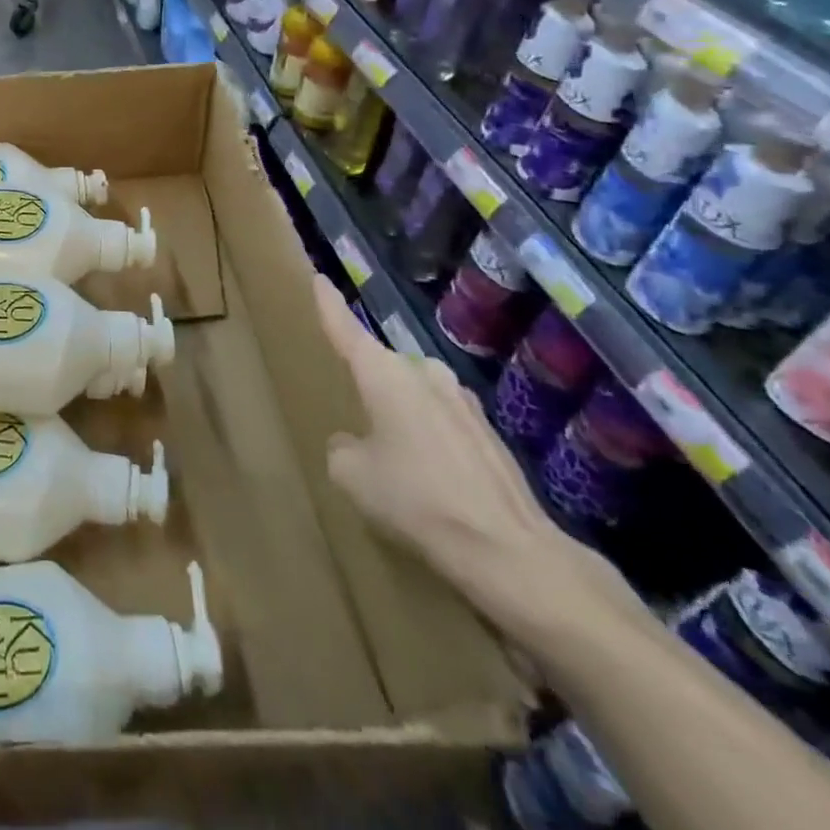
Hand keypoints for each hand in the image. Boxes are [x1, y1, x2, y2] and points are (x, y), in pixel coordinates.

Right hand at [313, 277, 634, 646]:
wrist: (510, 551)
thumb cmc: (417, 500)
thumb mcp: (353, 476)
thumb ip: (342, 447)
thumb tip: (354, 442)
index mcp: (385, 375)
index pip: (346, 330)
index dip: (329, 305)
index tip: (319, 279)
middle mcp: (424, 374)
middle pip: (384, 367)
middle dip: (369, 384)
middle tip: (354, 412)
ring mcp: (463, 402)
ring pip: (416, 395)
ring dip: (402, 413)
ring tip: (393, 453)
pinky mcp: (490, 433)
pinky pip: (443, 422)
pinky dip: (430, 439)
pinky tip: (431, 479)